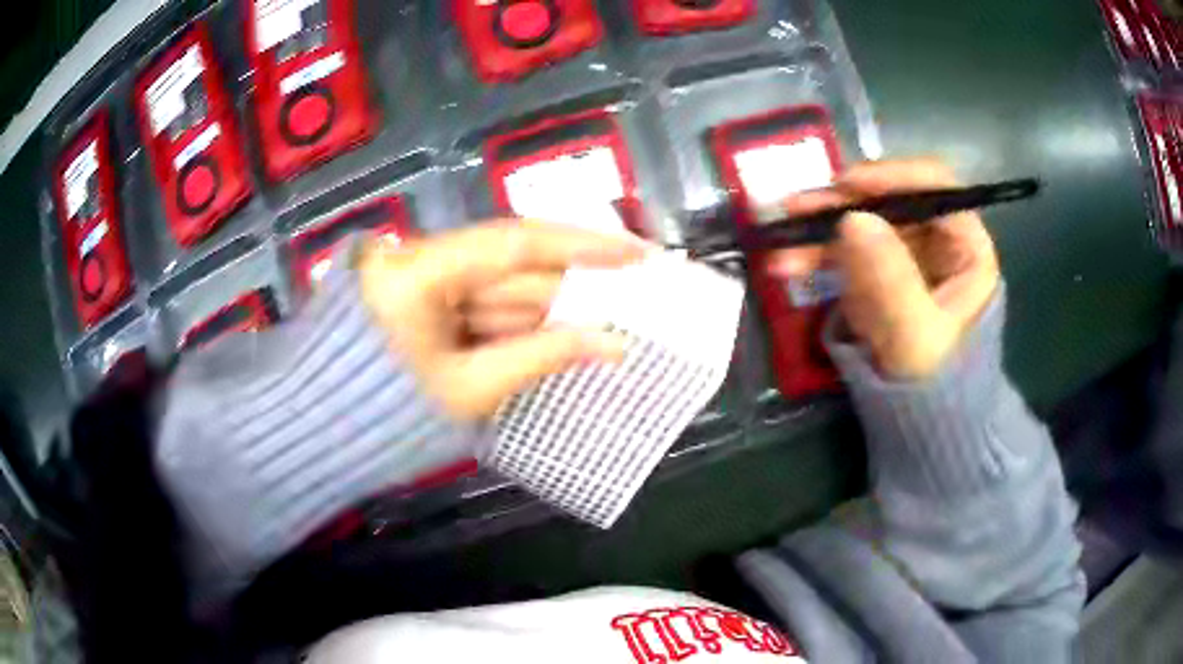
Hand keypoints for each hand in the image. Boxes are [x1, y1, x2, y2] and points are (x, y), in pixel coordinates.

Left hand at [358, 220, 645, 419]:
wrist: (319, 437)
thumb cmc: (384, 418)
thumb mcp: (469, 390)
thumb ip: (542, 357)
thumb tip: (612, 343)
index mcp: (419, 271)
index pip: (514, 243)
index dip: (583, 246)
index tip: (637, 252)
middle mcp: (420, 261)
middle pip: (511, 266)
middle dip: (574, 285)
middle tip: (633, 292)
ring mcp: (419, 282)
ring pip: (499, 289)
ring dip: (551, 309)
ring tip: (611, 318)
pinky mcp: (420, 305)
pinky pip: (480, 308)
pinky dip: (520, 325)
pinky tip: (562, 336)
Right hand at [771, 158, 999, 379]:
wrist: (923, 426)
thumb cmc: (936, 385)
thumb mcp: (917, 337)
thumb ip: (891, 281)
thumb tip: (852, 219)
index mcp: (966, 248)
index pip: (935, 188)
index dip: (892, 178)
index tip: (847, 187)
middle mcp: (936, 241)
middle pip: (889, 203)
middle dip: (841, 206)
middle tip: (797, 209)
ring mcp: (903, 256)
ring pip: (860, 225)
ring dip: (818, 232)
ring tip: (780, 245)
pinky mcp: (876, 274)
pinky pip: (844, 254)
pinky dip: (815, 257)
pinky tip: (787, 265)